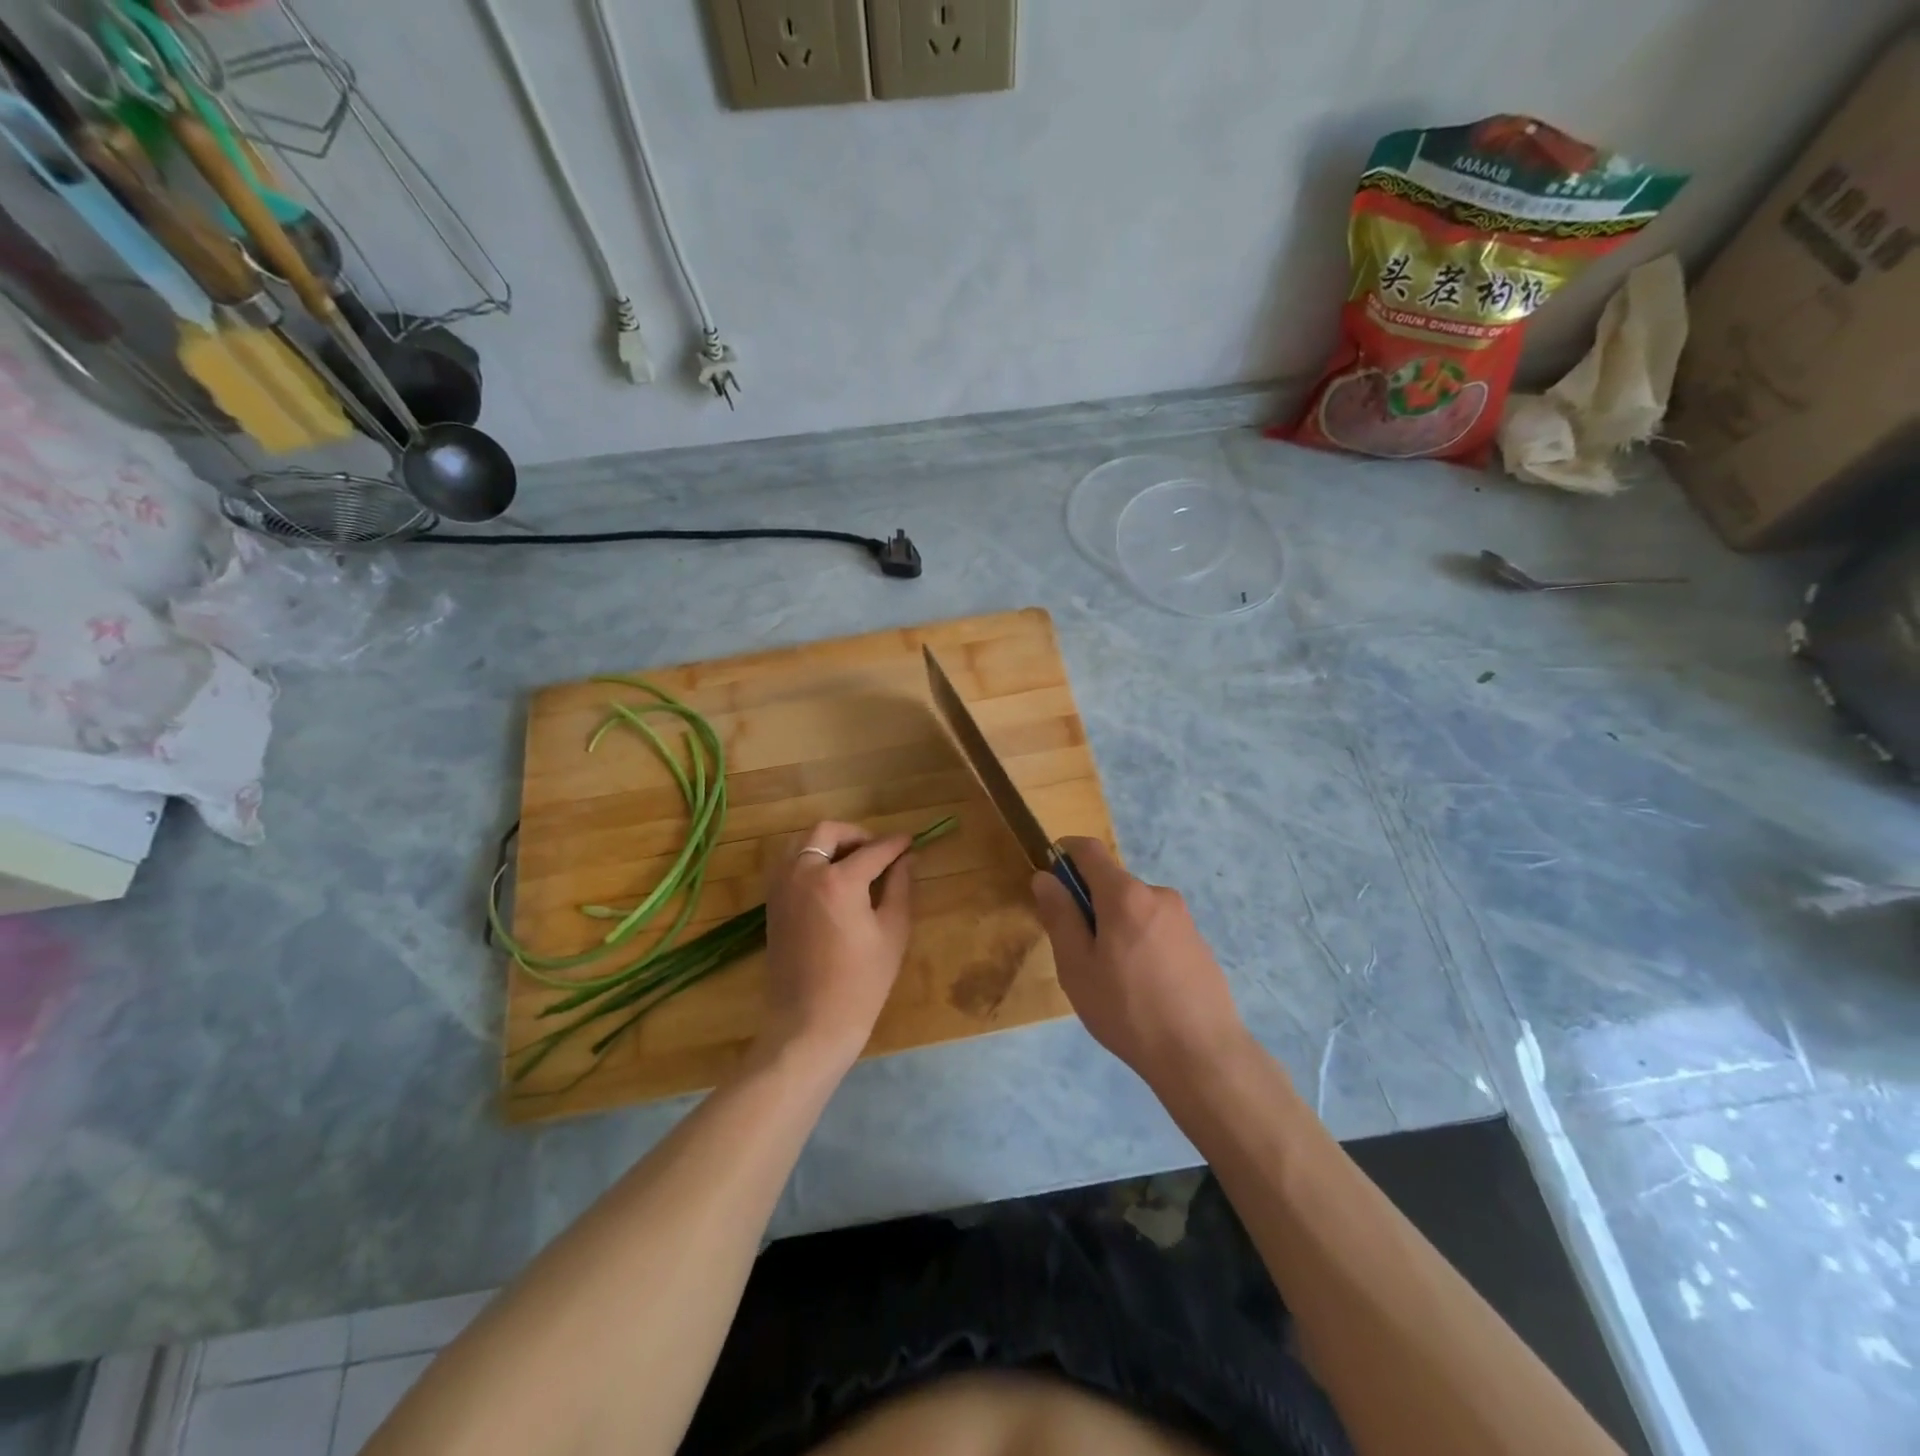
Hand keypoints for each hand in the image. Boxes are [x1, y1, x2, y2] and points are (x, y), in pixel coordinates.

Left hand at [757, 821, 914, 1069]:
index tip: (910, 842)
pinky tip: (830, 880)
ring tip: (852, 862)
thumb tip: (907, 859)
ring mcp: (782, 887)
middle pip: (827, 832)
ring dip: (828, 843)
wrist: (809, 1023)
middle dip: (856, 834)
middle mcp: (803, 873)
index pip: (873, 850)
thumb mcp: (892, 932)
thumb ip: (900, 887)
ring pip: (801, 843)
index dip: (895, 844)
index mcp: (838, 880)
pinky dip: (808, 859)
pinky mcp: (771, 903)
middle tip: (877, 852)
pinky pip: (788, 863)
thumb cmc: (860, 983)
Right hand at [1032, 838, 1250, 1088]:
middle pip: (1112, 882)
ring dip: (1115, 926)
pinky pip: (1156, 928)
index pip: (1089, 850)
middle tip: (1078, 953)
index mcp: (1125, 895)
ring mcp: (1183, 918)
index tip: (1049, 880)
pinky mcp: (1198, 942)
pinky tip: (1142, 987)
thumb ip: (1060, 916)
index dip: (1063, 853)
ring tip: (1111, 979)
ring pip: (1134, 908)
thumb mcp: (1077, 967)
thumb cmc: (1127, 1010)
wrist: (1203, 1055)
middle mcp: (1157, 894)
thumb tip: (1045, 877)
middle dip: (1089, 903)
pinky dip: (1139, 942)